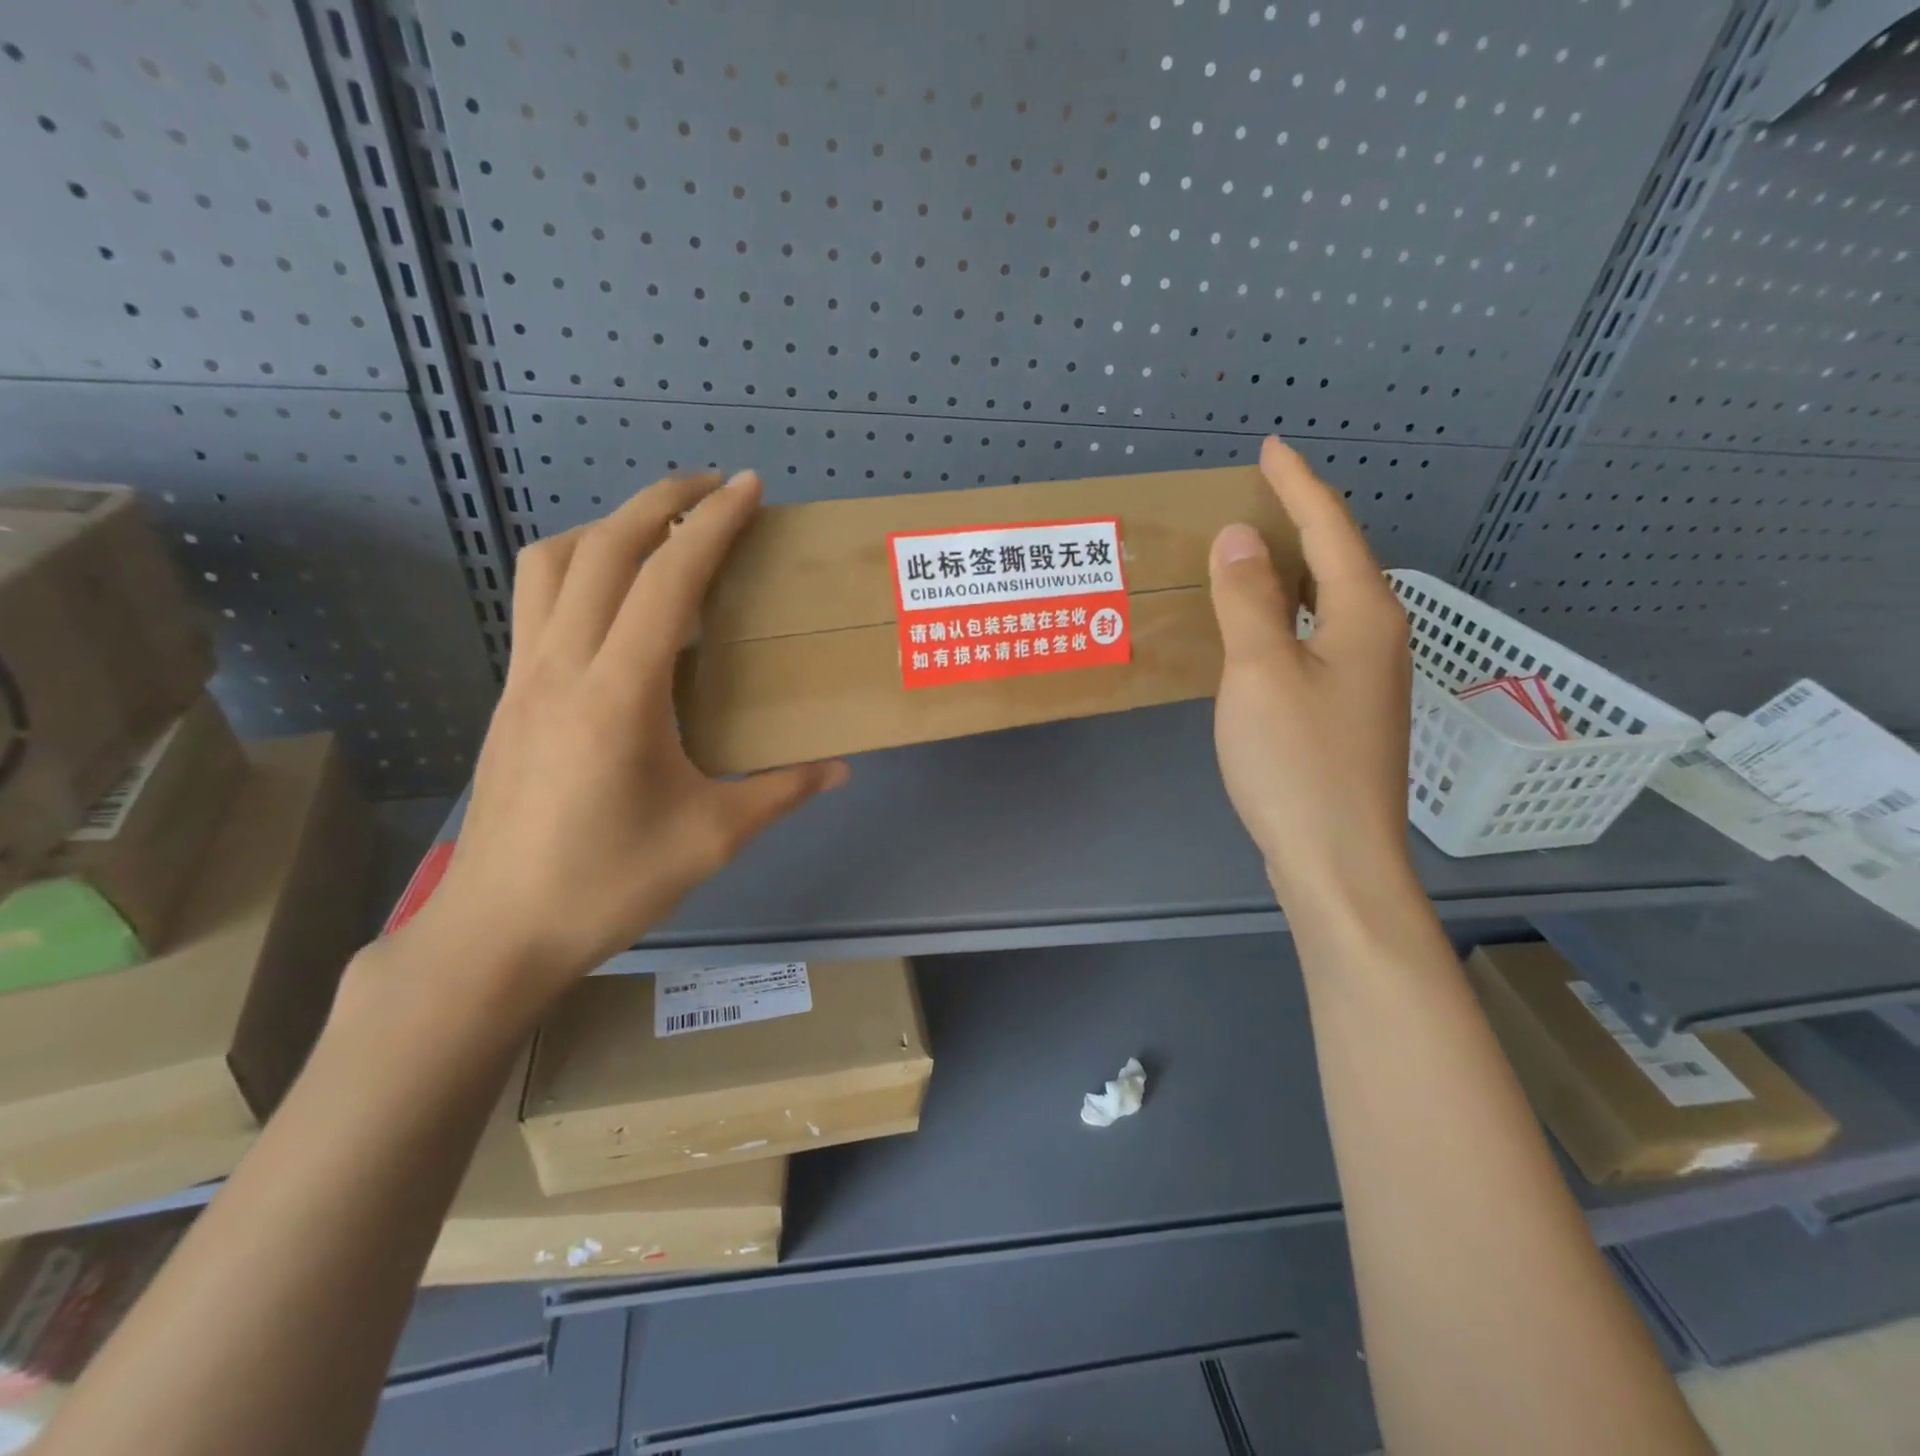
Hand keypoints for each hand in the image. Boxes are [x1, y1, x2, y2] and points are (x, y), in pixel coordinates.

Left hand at [401, 471, 846, 1008]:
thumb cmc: (609, 884)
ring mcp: (524, 677)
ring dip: (605, 528)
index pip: (666, 580)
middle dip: (658, 501)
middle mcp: (563, 665)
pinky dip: (578, 569)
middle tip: (709, 487)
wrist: (497, 932)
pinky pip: (537, 602)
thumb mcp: (712, 837)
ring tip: (657, 532)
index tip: (746, 488)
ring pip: (550, 564)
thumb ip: (781, 791)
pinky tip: (615, 602)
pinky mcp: (509, 696)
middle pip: (600, 548)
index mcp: (620, 693)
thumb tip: (839, 769)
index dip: (710, 524)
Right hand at [1208, 437, 1414, 918]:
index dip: (1297, 484)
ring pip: (1328, 604)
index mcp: (1364, 616)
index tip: (1269, 447)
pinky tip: (1261, 630)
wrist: (1337, 861)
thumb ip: (1248, 599)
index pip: (1330, 528)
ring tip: (1251, 553)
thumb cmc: (1297, 763)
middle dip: (1300, 521)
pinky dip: (1287, 618)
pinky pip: (1316, 641)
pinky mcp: (1346, 714)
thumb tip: (1240, 536)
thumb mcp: (1261, 671)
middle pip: (1338, 561)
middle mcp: (1376, 640)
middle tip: (1256, 496)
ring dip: (1292, 572)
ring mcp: (1366, 681)